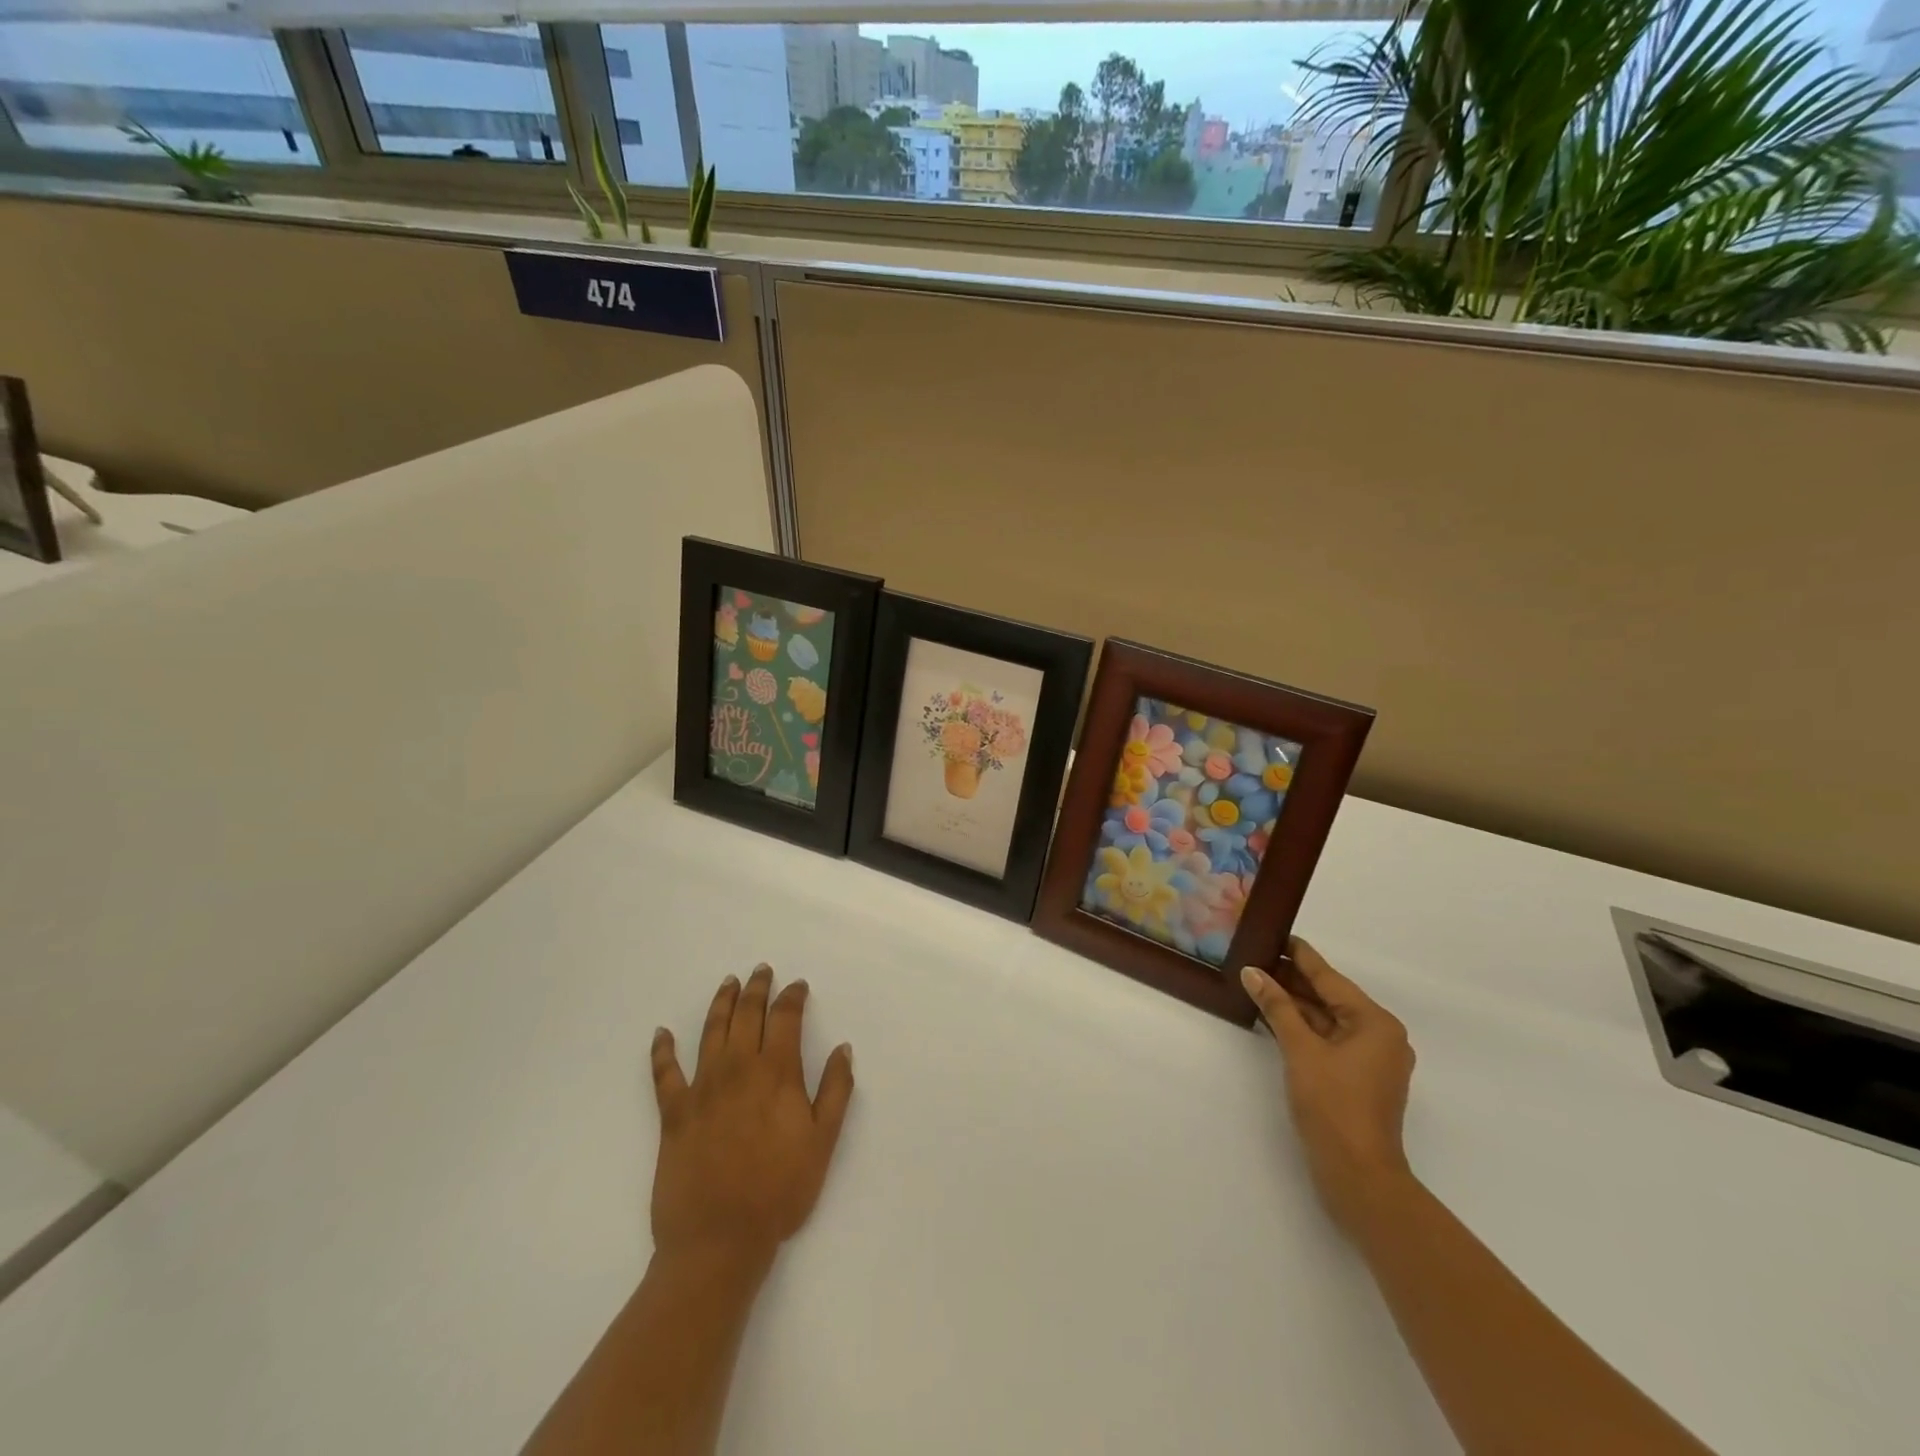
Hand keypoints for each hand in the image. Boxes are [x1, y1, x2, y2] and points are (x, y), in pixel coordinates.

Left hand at [649, 965, 854, 1273]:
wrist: (718, 1240)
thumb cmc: (779, 1191)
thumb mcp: (822, 1142)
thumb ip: (836, 1091)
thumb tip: (843, 1048)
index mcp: (777, 1073)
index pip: (786, 1018)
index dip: (792, 997)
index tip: (797, 986)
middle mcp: (738, 1069)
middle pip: (747, 1015)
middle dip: (757, 988)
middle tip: (761, 970)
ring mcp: (702, 1088)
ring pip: (711, 1031)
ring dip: (721, 1002)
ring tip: (728, 983)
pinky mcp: (673, 1113)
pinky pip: (664, 1073)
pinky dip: (662, 1050)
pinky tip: (661, 1034)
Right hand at [1241, 938, 1415, 1237]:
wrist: (1358, 1176)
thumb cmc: (1334, 1105)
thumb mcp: (1300, 1050)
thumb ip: (1277, 1007)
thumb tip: (1253, 972)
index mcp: (1375, 1023)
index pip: (1330, 978)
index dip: (1301, 956)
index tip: (1278, 934)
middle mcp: (1380, 1036)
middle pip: (1330, 997)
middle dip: (1294, 980)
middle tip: (1257, 956)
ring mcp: (1371, 1060)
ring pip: (1327, 1020)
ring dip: (1295, 1004)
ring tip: (1259, 981)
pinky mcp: (1358, 1080)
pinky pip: (1328, 1040)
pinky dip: (1303, 1028)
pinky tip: (1275, 1016)